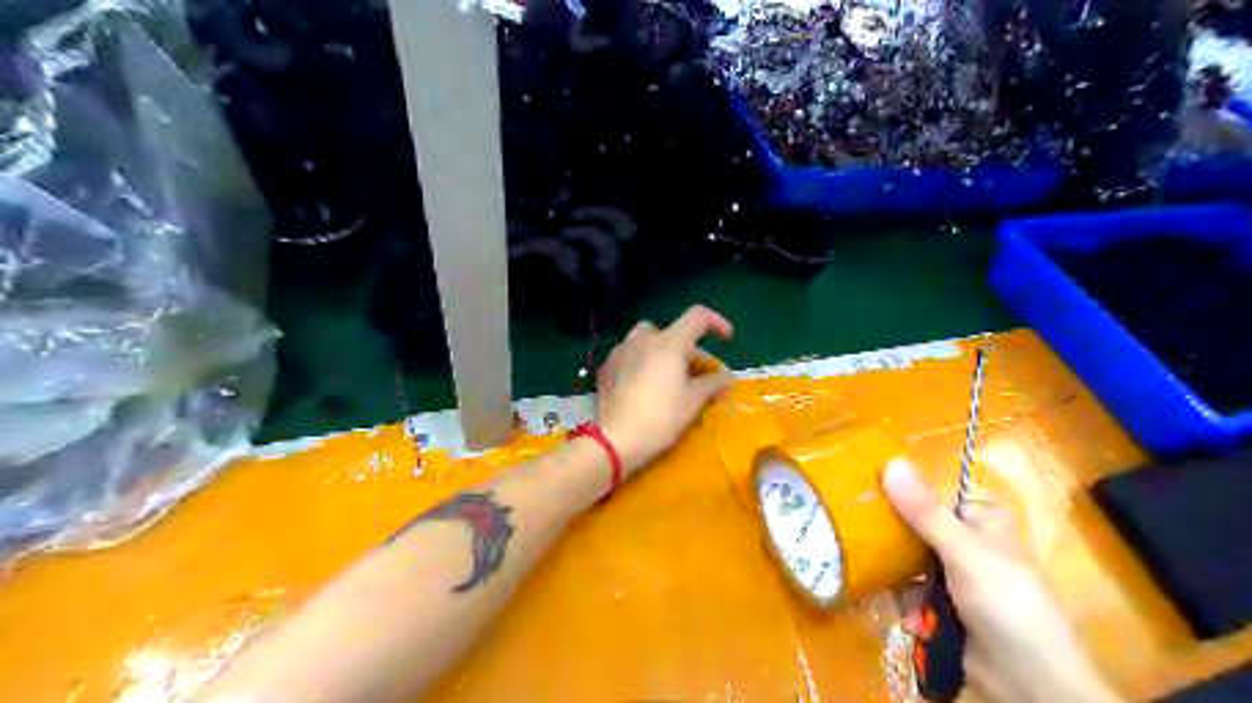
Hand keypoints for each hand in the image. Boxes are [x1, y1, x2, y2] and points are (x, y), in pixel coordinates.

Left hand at [593, 304, 734, 475]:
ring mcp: (621, 351)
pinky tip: (646, 385)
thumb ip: (713, 384)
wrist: (615, 440)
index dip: (716, 322)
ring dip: (664, 351)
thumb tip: (727, 377)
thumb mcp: (693, 402)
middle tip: (700, 373)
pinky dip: (644, 362)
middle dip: (691, 349)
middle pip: (673, 332)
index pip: (697, 317)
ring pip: (648, 340)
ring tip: (671, 376)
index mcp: (669, 343)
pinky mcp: (607, 367)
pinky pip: (630, 355)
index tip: (726, 338)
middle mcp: (643, 339)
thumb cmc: (660, 418)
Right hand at [879, 460, 1125, 701]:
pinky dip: (903, 601)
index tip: (868, 486)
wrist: (1031, 684)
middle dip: (891, 536)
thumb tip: (889, 462)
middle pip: (915, 526)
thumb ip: (925, 512)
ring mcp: (953, 577)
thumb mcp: (965, 552)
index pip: (934, 493)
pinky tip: (899, 612)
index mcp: (981, 520)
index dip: (904, 489)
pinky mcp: (942, 608)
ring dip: (894, 574)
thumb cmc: (1007, 604)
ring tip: (875, 575)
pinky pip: (909, 592)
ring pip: (907, 560)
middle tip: (856, 530)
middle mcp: (966, 544)